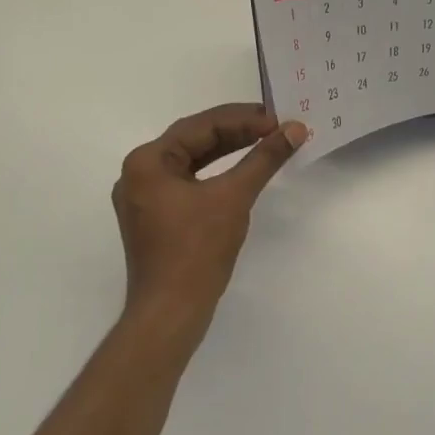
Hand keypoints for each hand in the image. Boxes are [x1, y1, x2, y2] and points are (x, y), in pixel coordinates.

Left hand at [113, 104, 306, 334]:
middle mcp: (139, 173)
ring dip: (229, 149)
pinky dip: (217, 172)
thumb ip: (264, 158)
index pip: (202, 126)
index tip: (279, 119)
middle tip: (276, 125)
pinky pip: (189, 180)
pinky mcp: (156, 217)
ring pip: (193, 159)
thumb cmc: (197, 250)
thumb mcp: (234, 196)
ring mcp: (145, 197)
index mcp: (148, 161)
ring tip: (265, 140)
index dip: (244, 119)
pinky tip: (243, 169)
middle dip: (237, 130)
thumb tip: (295, 129)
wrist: (170, 315)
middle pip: (195, 139)